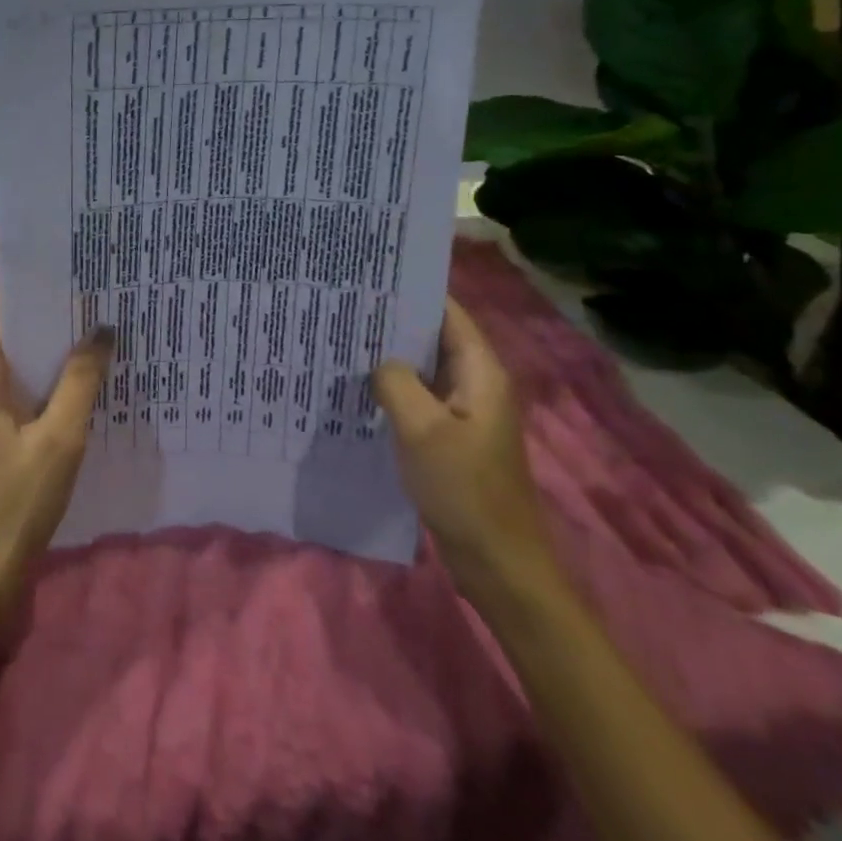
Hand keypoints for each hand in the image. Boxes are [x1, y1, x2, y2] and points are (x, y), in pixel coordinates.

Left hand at [0, 294, 113, 608]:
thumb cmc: (18, 500)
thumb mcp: (60, 439)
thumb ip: (80, 381)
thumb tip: (102, 331)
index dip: (27, 290)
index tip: (67, 279)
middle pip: (2, 333)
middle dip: (43, 318)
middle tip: (90, 305)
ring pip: (8, 362)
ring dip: (43, 350)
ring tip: (89, 336)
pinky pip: (10, 389)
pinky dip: (38, 379)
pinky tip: (74, 384)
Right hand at [371, 298, 557, 600]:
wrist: (497, 561)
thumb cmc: (464, 490)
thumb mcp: (422, 430)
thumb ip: (397, 383)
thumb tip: (380, 363)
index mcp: (481, 374)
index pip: (448, 315)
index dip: (414, 294)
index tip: (371, 279)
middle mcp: (476, 385)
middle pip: (434, 340)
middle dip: (394, 324)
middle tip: (345, 309)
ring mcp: (464, 413)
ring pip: (423, 371)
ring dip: (391, 359)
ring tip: (344, 342)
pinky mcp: (451, 438)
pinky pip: (420, 400)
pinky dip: (394, 391)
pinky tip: (359, 391)